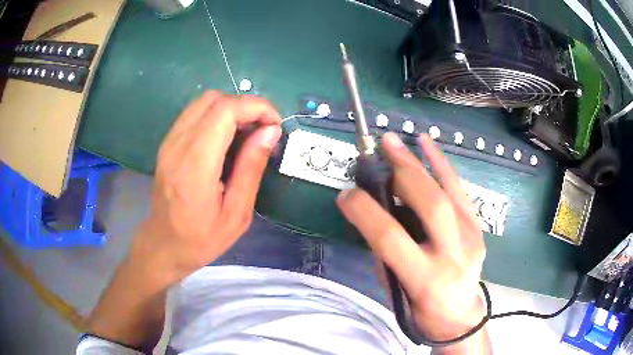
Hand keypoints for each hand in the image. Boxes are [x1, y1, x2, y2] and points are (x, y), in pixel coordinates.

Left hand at [131, 91, 281, 278]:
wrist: (164, 244)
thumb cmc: (202, 238)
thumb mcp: (237, 213)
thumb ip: (252, 168)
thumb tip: (270, 131)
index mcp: (195, 165)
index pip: (225, 110)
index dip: (256, 108)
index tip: (275, 126)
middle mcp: (177, 145)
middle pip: (214, 99)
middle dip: (246, 106)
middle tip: (263, 131)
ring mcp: (169, 141)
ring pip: (204, 101)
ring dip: (232, 109)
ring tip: (248, 134)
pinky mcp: (168, 142)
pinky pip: (195, 113)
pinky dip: (218, 115)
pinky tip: (227, 138)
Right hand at [337, 133, 486, 344]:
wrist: (459, 316)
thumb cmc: (420, 310)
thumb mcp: (394, 291)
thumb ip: (384, 253)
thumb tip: (375, 212)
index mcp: (425, 280)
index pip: (391, 238)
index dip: (365, 212)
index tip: (345, 195)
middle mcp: (453, 256)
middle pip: (429, 206)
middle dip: (402, 173)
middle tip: (379, 151)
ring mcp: (471, 238)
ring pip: (447, 193)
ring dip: (419, 162)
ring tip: (396, 141)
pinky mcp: (478, 228)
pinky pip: (460, 190)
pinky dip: (442, 164)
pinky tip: (427, 143)